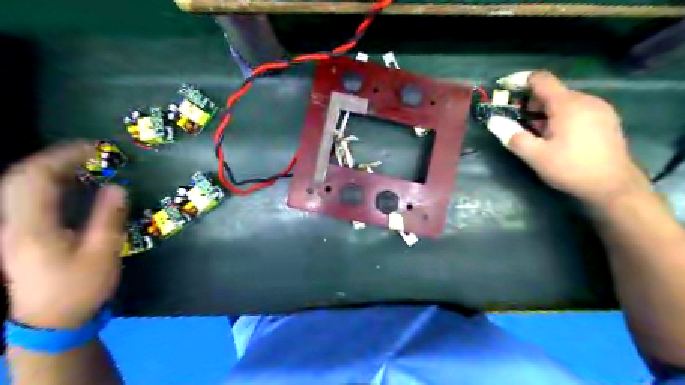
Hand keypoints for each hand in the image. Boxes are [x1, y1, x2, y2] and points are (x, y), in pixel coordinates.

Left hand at [0, 143, 127, 328]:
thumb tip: (117, 187)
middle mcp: (13, 223)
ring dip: (51, 171)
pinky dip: (48, 186)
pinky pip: (27, 200)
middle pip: (21, 178)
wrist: (50, 322)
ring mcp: (12, 229)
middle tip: (89, 155)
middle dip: (55, 159)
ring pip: (21, 188)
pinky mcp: (19, 235)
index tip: (93, 148)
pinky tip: (70, 187)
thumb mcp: (102, 253)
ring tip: (83, 166)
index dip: (63, 156)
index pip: (36, 177)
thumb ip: (108, 217)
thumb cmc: (79, 288)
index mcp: (33, 226)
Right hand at [495, 70, 648, 204]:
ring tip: (538, 133)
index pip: (541, 79)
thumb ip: (512, 136)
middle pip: (552, 91)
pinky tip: (559, 136)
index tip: (505, 91)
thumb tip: (493, 121)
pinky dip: (561, 115)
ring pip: (565, 100)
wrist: (614, 186)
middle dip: (531, 103)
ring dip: (546, 111)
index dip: (520, 81)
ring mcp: (600, 108)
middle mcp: (586, 99)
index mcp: (567, 104)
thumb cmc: (571, 168)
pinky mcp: (606, 118)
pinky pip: (578, 109)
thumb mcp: (535, 156)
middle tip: (519, 123)